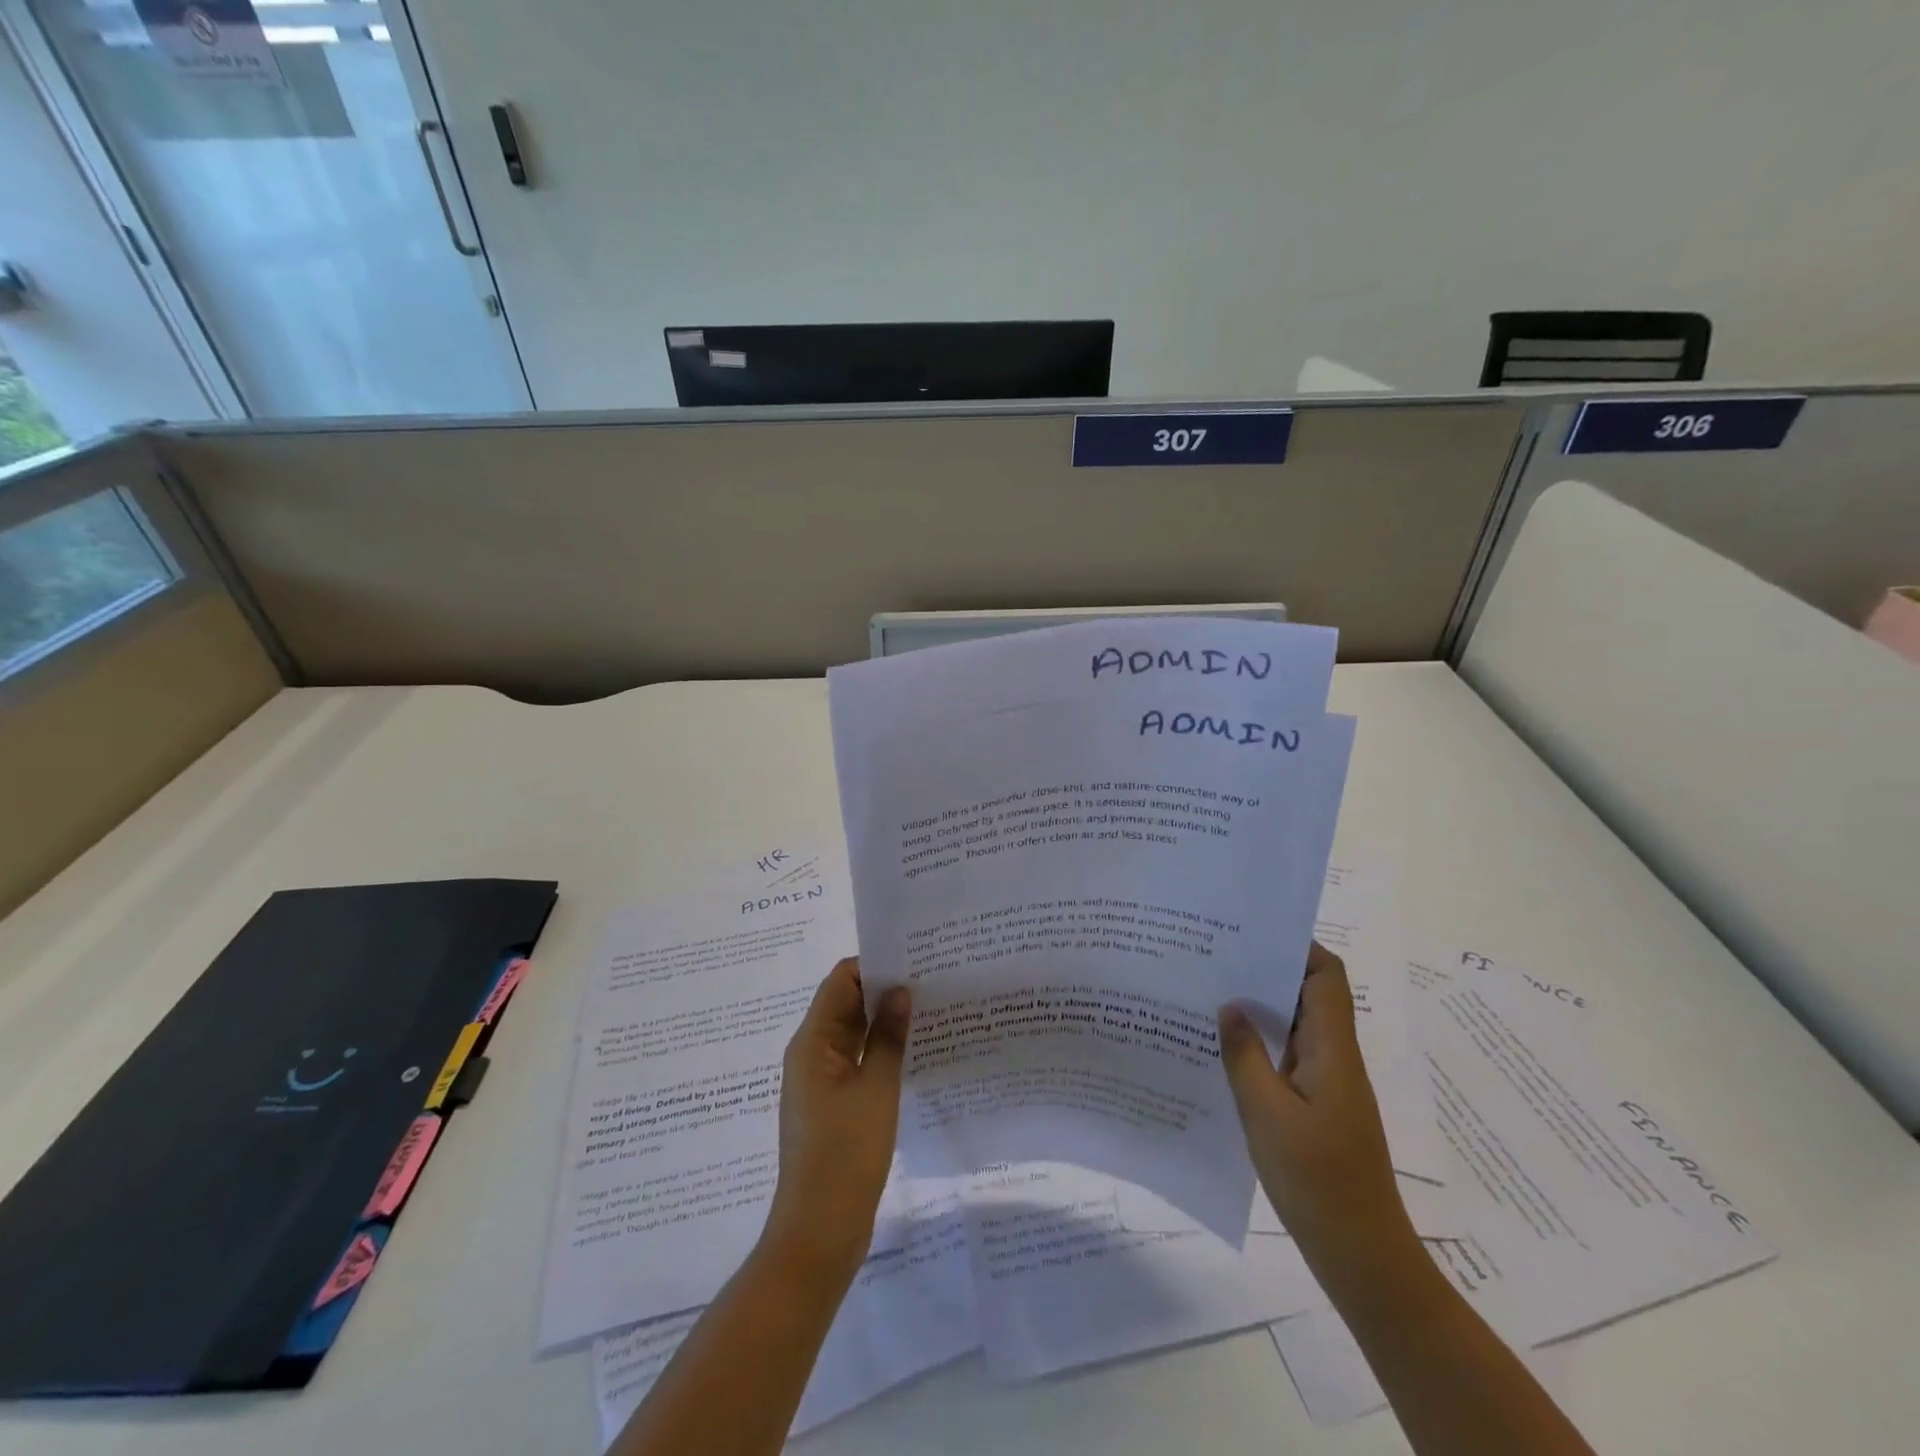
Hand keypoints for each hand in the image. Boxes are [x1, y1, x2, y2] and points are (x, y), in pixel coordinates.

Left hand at [762, 958, 910, 1282]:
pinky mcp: (833, 1103)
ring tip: (929, 1006)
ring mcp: (821, 1080)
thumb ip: (889, 1037)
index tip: (913, 958)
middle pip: (845, 1004)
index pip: (840, 981)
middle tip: (930, 977)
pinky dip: (880, 1049)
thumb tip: (901, 991)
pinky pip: (856, 1060)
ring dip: (884, 1020)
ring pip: (853, 1033)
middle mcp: (811, 1053)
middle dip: (883, 989)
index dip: (873, 965)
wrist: (819, 1231)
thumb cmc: (846, 1154)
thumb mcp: (876, 1090)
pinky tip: (914, 1048)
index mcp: (812, 1042)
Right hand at [1217, 942, 1415, 1275]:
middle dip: (1268, 970)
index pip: (1327, 977)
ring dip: (1262, 1008)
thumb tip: (1229, 1007)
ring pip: (1298, 1027)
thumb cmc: (1316, 1179)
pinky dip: (1262, 1044)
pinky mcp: (1317, 1108)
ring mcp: (1328, 1084)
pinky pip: (1289, 1058)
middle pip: (1311, 995)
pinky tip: (1223, 1050)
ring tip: (1210, 993)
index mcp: (1333, 1051)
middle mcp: (1335, 1058)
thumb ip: (1244, 1056)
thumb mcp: (1266, 1114)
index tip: (1252, 930)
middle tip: (1216, 956)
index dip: (1298, 946)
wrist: (1360, 1254)